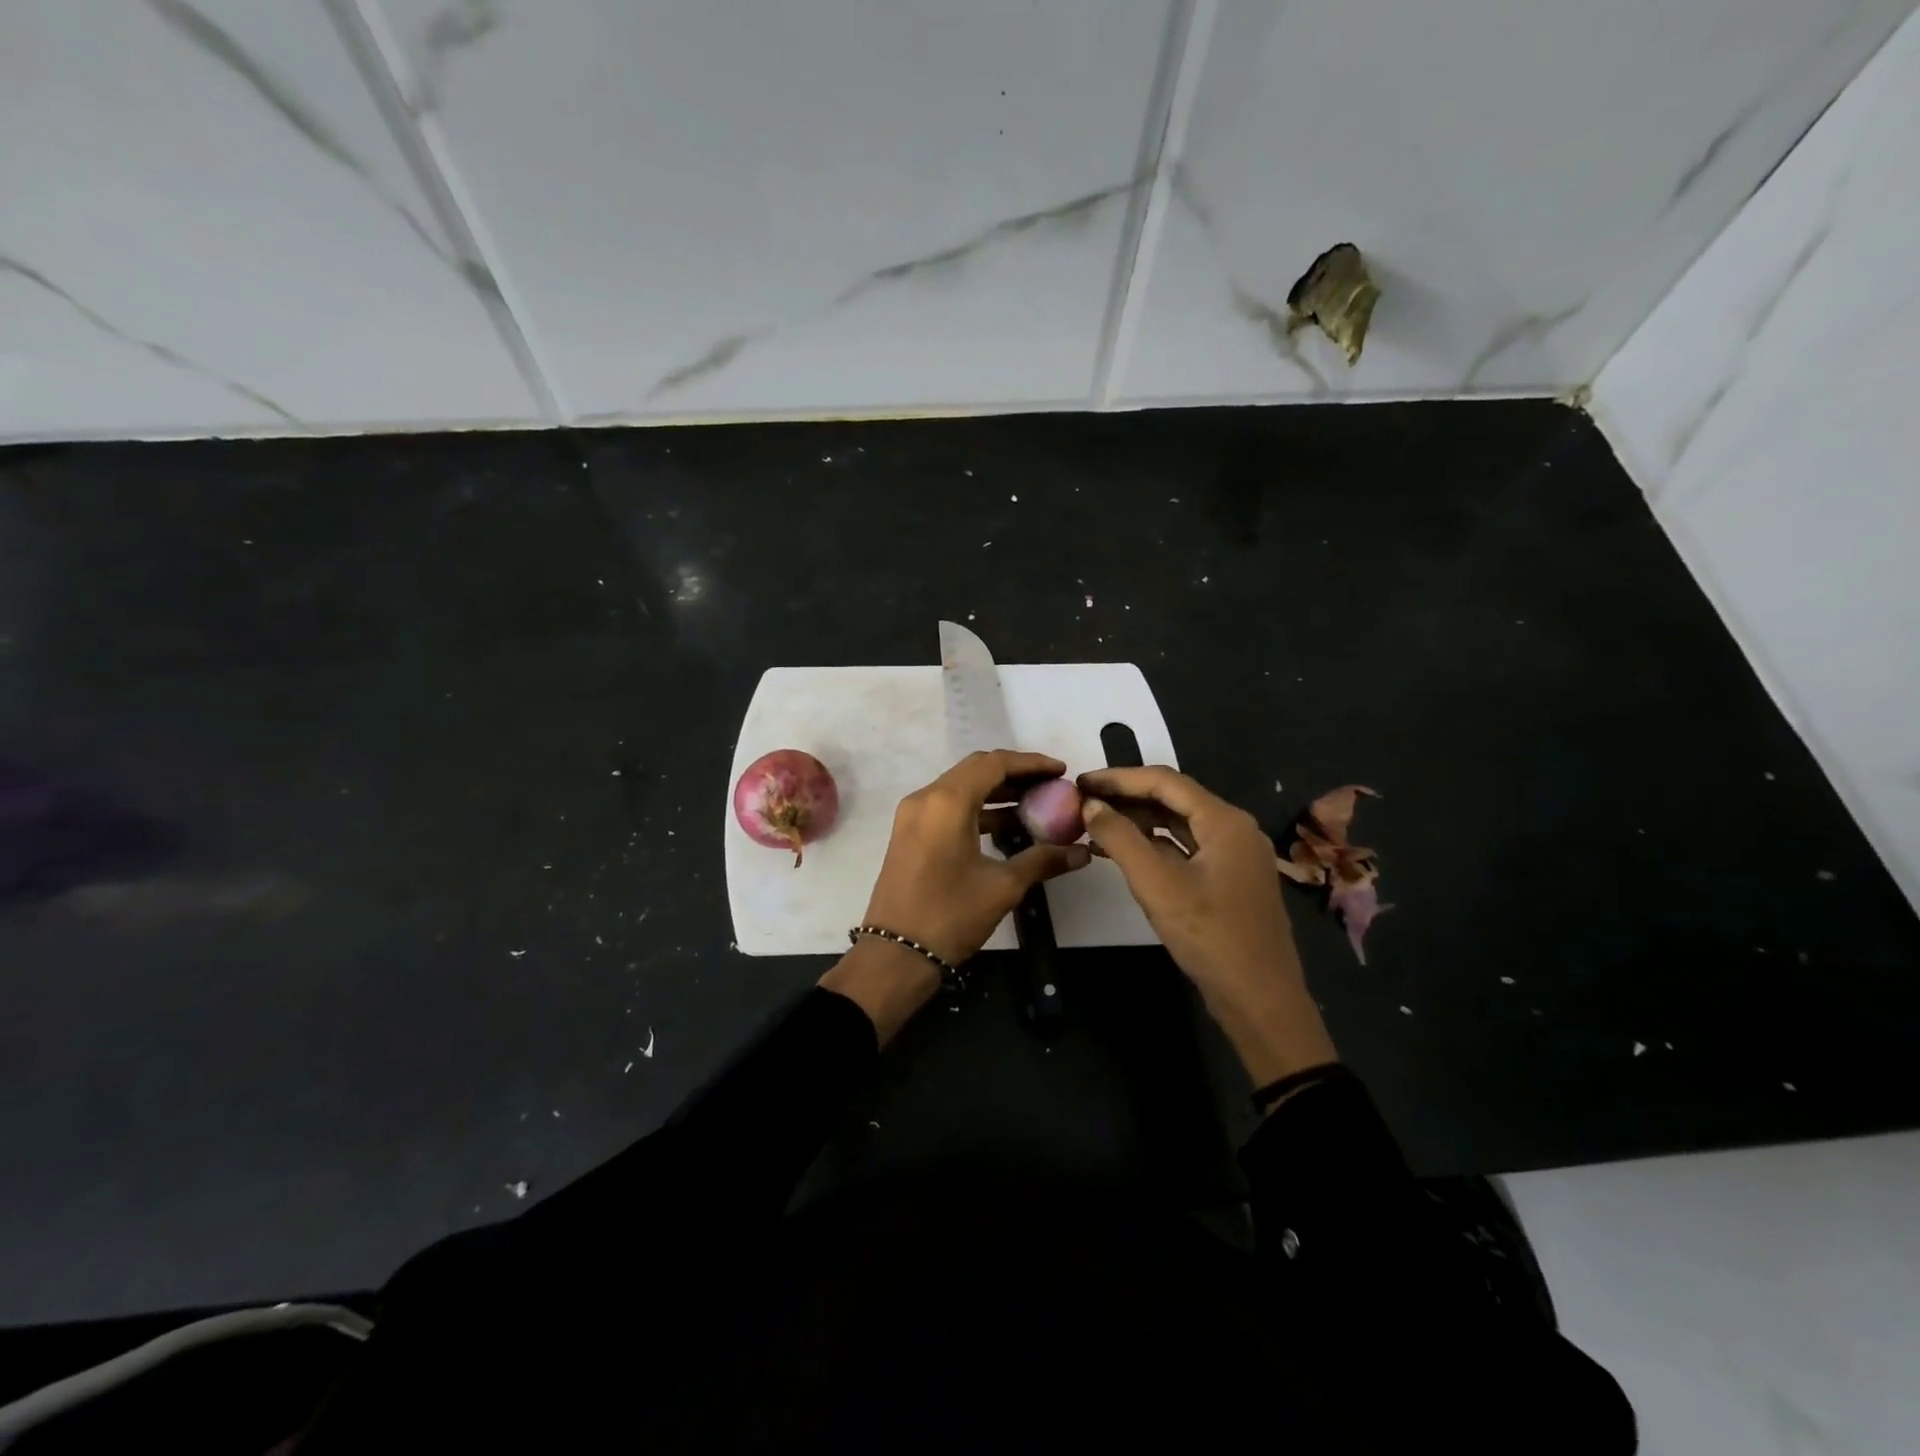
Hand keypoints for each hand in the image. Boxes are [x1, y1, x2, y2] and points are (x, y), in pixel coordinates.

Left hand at [820, 751, 1090, 1042]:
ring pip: (961, 788)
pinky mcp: (910, 833)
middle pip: (976, 770)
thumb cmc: (950, 915)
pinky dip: (978, 809)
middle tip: (1051, 785)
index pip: (994, 763)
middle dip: (1015, 774)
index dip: (1031, 763)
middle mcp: (926, 798)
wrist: (895, 954)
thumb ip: (1042, 860)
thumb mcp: (1002, 886)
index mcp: (947, 801)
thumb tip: (1082, 852)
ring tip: (1036, 805)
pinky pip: (948, 807)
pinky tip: (1007, 827)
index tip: (1061, 771)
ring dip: (997, 792)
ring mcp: (913, 815)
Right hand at [1078, 765, 1336, 1085]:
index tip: (1080, 782)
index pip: (1164, 781)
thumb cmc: (1210, 937)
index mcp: (1225, 821)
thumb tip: (1090, 804)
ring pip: (1179, 824)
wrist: (1261, 1001)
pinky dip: (1154, 845)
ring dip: (1139, 821)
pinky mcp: (1229, 880)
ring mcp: (1235, 855)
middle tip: (1083, 801)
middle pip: (1174, 799)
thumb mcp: (1156, 884)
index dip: (1118, 778)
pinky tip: (1124, 852)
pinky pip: (1186, 848)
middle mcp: (1234, 829)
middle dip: (1127, 797)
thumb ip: (1120, 838)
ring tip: (1096, 823)